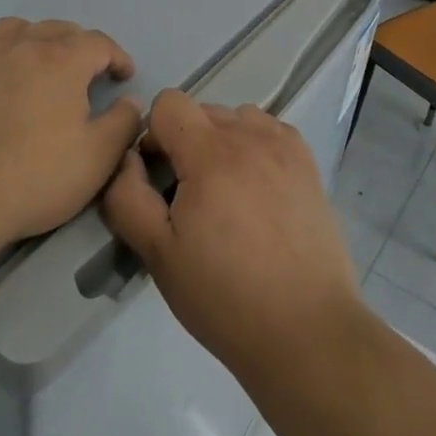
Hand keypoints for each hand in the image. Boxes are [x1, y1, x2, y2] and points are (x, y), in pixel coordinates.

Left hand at [0, 18, 142, 257]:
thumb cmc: (32, 180)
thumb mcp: (96, 159)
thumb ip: (122, 123)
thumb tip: (129, 101)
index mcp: (61, 60)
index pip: (98, 42)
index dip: (116, 56)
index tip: (123, 76)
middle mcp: (20, 46)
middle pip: (56, 29)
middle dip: (78, 46)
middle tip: (85, 73)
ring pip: (13, 30)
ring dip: (33, 40)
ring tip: (37, 66)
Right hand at [102, 90, 362, 383]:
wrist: (307, 332)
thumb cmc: (225, 296)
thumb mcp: (158, 254)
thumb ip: (128, 197)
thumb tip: (127, 159)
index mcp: (211, 153)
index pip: (168, 103)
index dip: (153, 136)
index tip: (158, 179)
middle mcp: (251, 136)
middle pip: (201, 111)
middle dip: (185, 142)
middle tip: (189, 199)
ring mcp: (285, 148)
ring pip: (236, 119)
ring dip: (221, 142)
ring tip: (227, 194)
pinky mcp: (309, 165)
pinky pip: (270, 132)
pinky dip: (255, 148)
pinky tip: (257, 192)